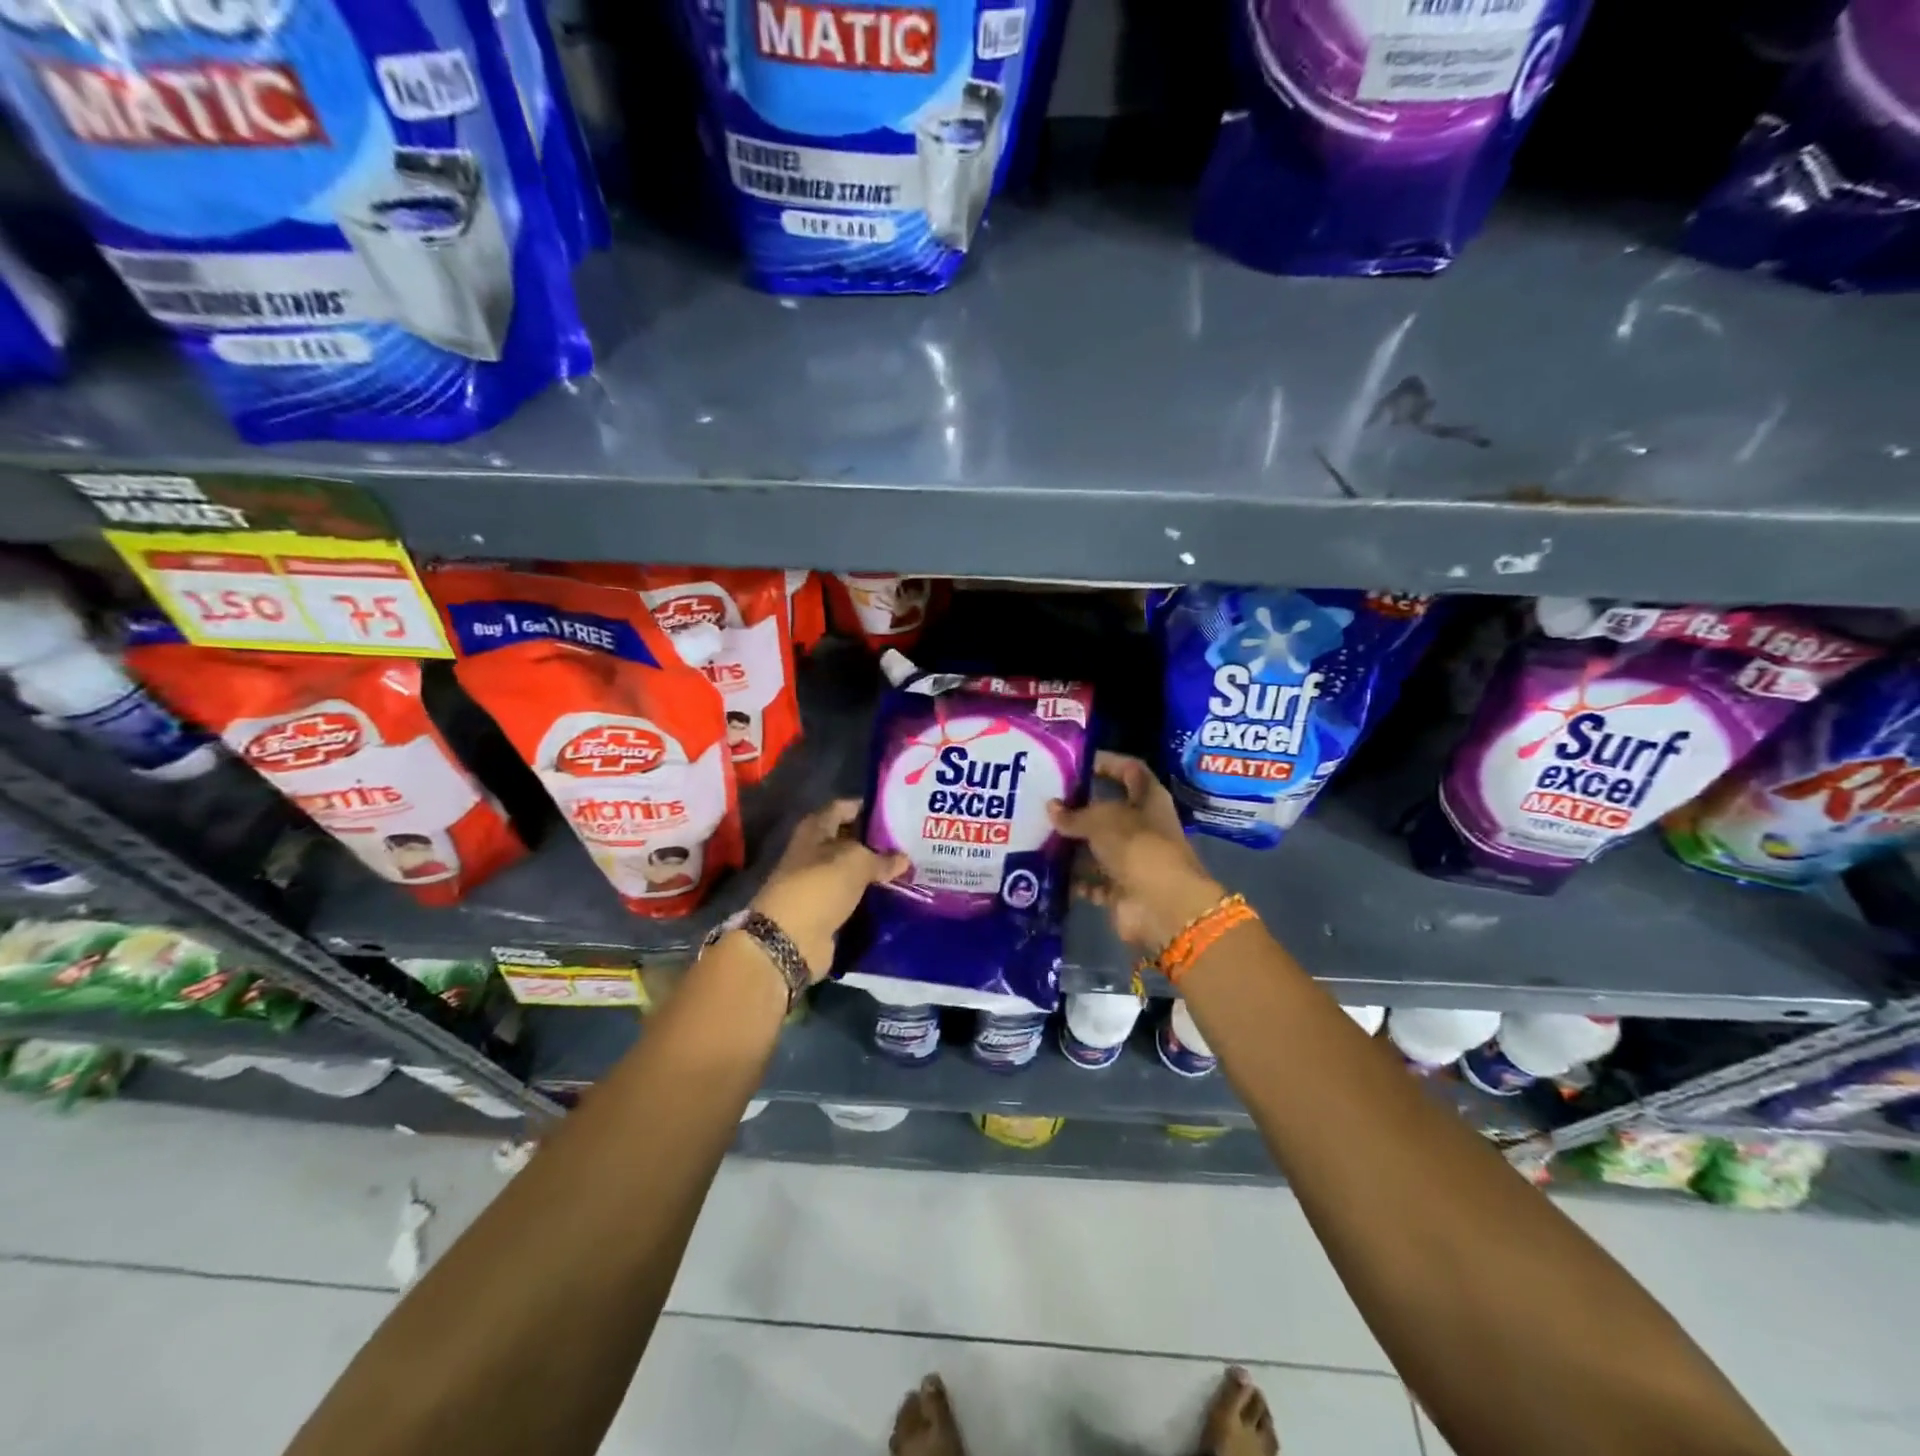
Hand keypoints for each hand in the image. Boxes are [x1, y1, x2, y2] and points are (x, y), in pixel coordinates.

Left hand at [749, 798, 908, 980]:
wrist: (790, 939)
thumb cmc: (820, 886)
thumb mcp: (856, 862)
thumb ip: (882, 858)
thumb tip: (904, 858)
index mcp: (815, 829)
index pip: (844, 808)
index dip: (868, 807)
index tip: (898, 811)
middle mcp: (815, 852)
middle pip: (850, 840)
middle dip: (878, 841)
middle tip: (911, 842)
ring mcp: (820, 883)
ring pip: (854, 871)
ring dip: (877, 871)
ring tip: (911, 868)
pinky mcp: (827, 910)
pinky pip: (854, 896)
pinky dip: (872, 896)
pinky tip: (897, 894)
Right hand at [1048, 752, 1226, 955]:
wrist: (1162, 907)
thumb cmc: (1138, 847)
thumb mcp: (1102, 821)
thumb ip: (1075, 814)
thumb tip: (1052, 808)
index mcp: (1148, 800)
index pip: (1129, 770)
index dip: (1107, 763)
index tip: (1075, 762)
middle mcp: (1142, 827)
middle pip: (1108, 811)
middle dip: (1078, 808)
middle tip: (1044, 801)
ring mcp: (1132, 860)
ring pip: (1096, 848)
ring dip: (1071, 845)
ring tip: (1037, 834)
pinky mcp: (1120, 890)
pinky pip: (1091, 881)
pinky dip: (1073, 879)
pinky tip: (1045, 870)